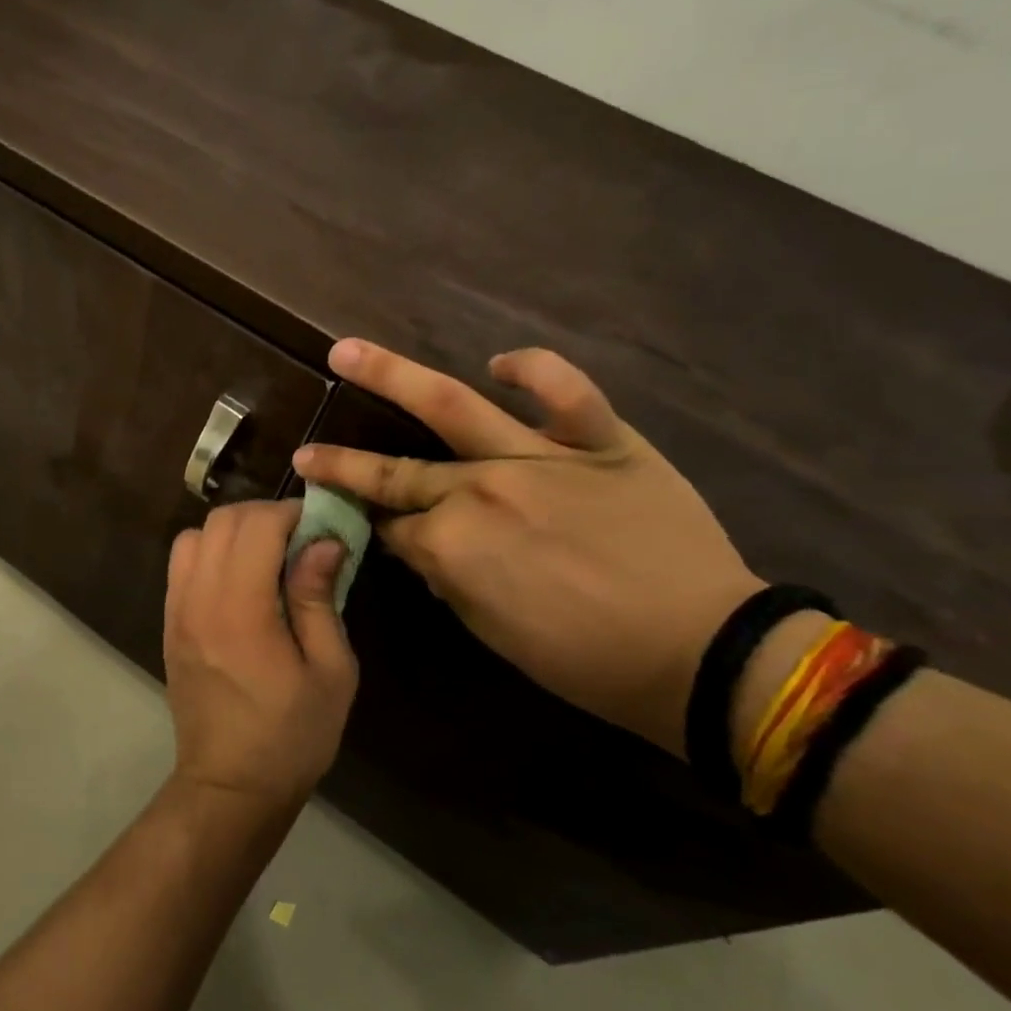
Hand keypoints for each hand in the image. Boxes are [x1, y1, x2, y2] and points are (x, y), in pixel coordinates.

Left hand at [163, 501, 359, 814]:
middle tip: (300, 540)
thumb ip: (320, 598)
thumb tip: (324, 541)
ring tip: (268, 557)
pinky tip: (239, 579)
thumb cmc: (292, 735)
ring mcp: (177, 609)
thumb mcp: (330, 671)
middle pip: (222, 520)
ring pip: (196, 534)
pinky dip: (210, 551)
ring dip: (234, 531)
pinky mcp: (169, 622)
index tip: (322, 528)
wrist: (229, 786)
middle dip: (265, 516)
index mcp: (241, 609)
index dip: (292, 514)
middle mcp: (199, 598)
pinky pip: (182, 563)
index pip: (257, 525)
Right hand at [294, 341, 762, 754]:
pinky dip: (533, 369)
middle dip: (342, 466)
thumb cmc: (586, 660)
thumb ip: (446, 579)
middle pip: (394, 472)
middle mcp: (479, 490)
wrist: (702, 654)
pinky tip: (500, 364)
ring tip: (346, 351)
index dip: (372, 529)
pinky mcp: (599, 440)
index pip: (391, 527)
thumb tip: (421, 545)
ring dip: (389, 376)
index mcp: (451, 546)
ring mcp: (537, 457)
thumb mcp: (492, 632)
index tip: (358, 526)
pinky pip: (564, 390)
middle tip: (307, 454)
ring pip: (450, 407)